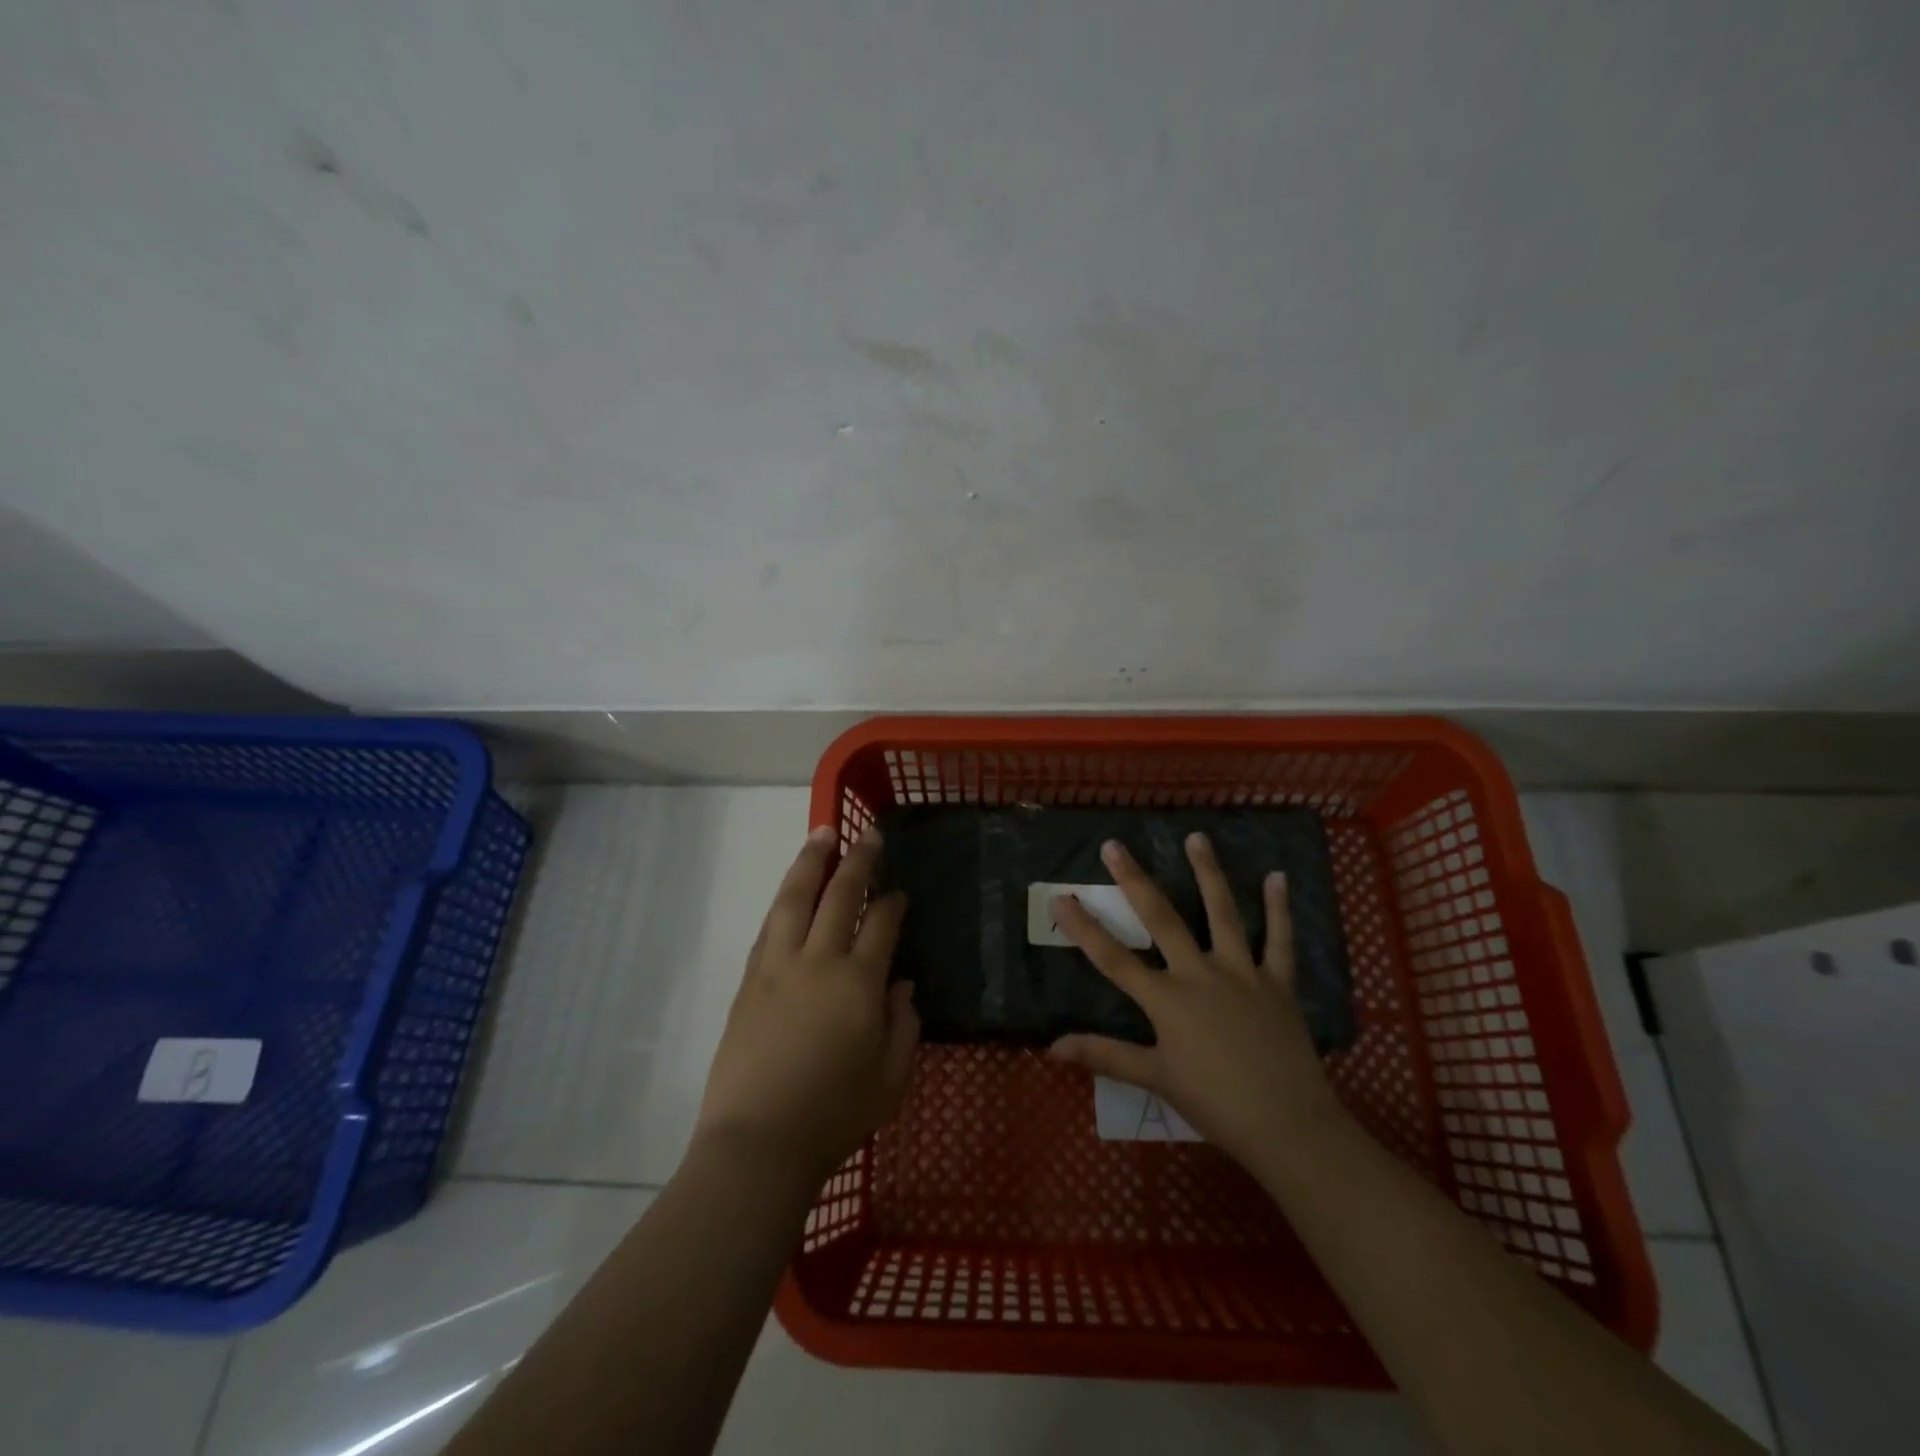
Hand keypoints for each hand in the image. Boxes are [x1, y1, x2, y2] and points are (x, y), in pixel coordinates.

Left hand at [695, 826, 918, 1183]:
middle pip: (838, 896)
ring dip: (810, 863)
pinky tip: (790, 892)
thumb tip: (901, 987)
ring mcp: (777, 967)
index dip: (893, 902)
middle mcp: (817, 962)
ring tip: (820, 835)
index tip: (900, 891)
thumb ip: (904, 1027)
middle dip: (857, 860)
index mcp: (858, 983)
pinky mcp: (748, 981)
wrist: (757, 1142)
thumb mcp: (891, 1080)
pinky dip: (783, 900)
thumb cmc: (834, 1116)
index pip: (881, 923)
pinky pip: (769, 926)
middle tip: (867, 835)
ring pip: (794, 899)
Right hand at [1049, 834, 1345, 1170]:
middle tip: (1115, 846)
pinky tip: (1277, 877)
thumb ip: (1105, 1055)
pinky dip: (1279, 908)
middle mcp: (1200, 974)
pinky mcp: (1277, 982)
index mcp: (1167, 1000)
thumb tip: (1052, 1047)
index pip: (1113, 957)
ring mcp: (1242, 973)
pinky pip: (1279, 940)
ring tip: (1196, 837)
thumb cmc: (1215, 1104)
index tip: (1060, 898)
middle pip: (1161, 918)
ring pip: (1222, 913)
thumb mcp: (1156, 1079)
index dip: (1083, 927)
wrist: (1288, 1126)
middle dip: (1134, 880)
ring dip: (1208, 873)